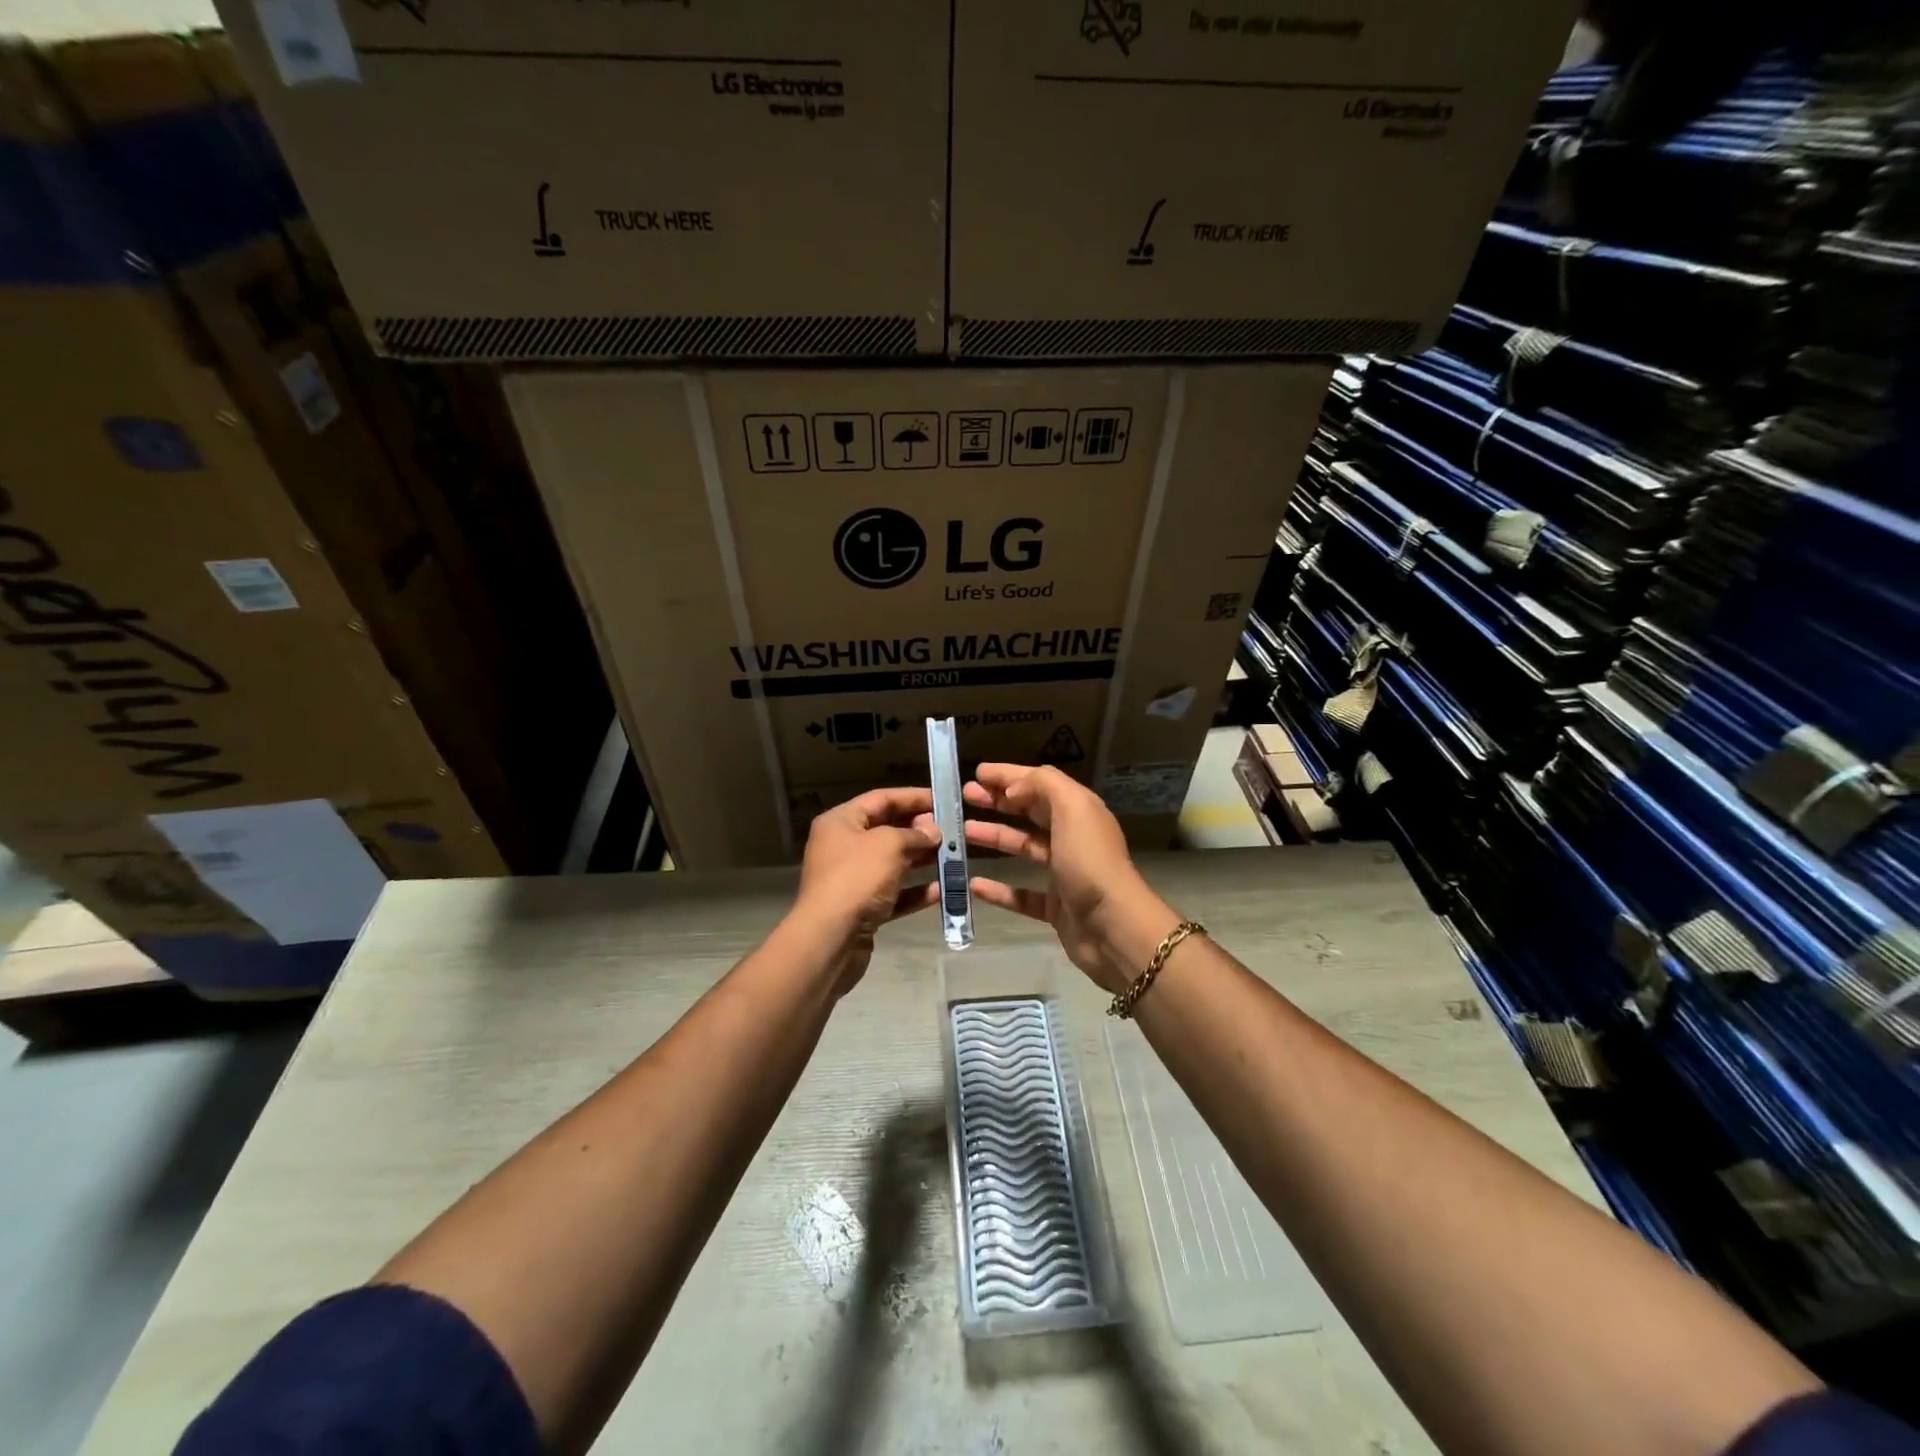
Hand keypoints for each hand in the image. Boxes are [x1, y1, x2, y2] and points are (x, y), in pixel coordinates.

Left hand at [793, 787, 941, 994]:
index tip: (943, 799)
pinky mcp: (861, 909)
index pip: (881, 799)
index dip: (912, 797)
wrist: (829, 939)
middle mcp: (843, 847)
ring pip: (892, 864)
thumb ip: (914, 834)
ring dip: (921, 860)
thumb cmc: (856, 879)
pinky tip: (941, 891)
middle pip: (887, 830)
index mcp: (841, 822)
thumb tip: (932, 831)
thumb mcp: (888, 845)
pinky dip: (914, 892)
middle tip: (952, 831)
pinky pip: (893, 894)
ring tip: (953, 857)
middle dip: (920, 830)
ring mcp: (852, 880)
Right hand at [963, 764, 1178, 993]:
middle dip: (999, 802)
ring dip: (995, 837)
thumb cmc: (1090, 861)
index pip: (1040, 783)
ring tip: (964, 832)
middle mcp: (1072, 837)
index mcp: (1079, 811)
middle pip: (1031, 812)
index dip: (1009, 776)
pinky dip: (999, 890)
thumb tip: (1013, 789)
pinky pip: (1022, 895)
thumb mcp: (1072, 808)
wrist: (1114, 928)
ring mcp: (1064, 873)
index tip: (977, 773)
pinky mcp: (1056, 907)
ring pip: (1024, 849)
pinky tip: (974, 884)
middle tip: (966, 797)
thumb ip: (1043, 786)